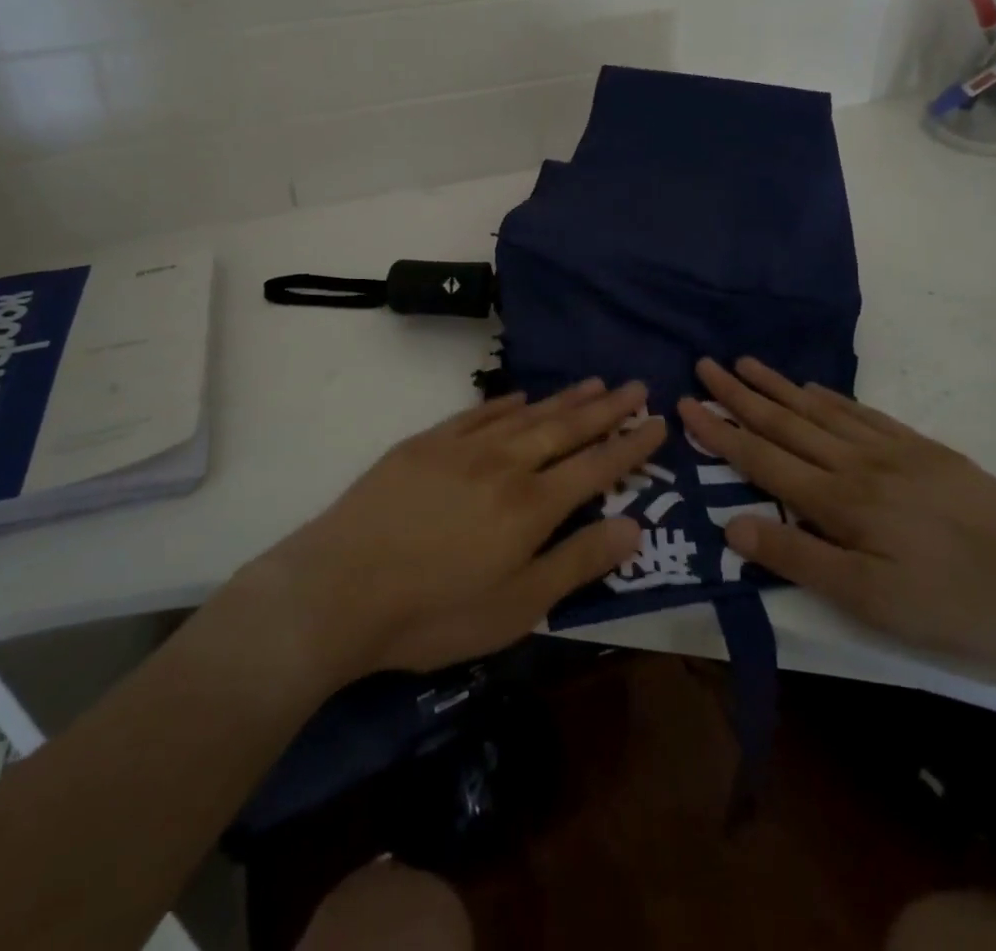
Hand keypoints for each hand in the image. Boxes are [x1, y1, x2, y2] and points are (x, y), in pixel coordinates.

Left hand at [270, 380, 664, 677]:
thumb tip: (635, 526)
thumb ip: (578, 562)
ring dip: (563, 398)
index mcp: (532, 505)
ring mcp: (463, 448)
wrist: (339, 588)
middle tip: (635, 385)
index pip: (596, 466)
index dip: (630, 445)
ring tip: (593, 382)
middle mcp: (506, 464)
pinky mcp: (426, 443)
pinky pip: (478, 413)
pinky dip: (506, 403)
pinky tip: (521, 396)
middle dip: (606, 409)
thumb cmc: (434, 613)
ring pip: (526, 414)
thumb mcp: (518, 606)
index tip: (656, 421)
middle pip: (566, 428)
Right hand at [677, 358, 995, 673]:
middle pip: (785, 422)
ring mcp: (891, 451)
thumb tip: (731, 524)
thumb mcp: (871, 601)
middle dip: (740, 395)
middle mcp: (855, 464)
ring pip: (819, 410)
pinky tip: (815, 390)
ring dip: (778, 387)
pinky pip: (862, 414)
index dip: (720, 432)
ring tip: (747, 364)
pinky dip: (830, 399)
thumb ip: (799, 558)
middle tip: (706, 365)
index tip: (685, 404)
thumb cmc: (955, 601)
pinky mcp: (922, 450)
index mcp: (838, 501)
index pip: (762, 458)